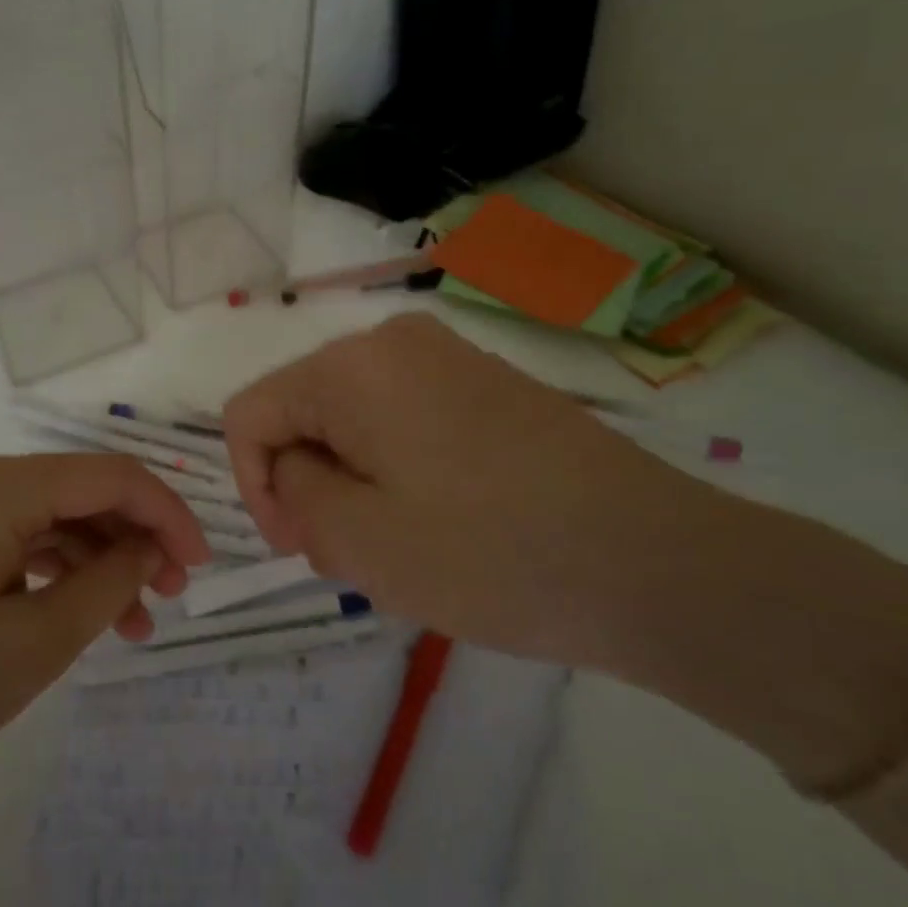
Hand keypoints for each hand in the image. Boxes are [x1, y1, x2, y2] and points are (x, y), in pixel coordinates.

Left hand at [0, 454, 209, 817]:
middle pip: (78, 491)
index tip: (202, 565)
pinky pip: (9, 540)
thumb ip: (108, 582)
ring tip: (132, 623)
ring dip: (95, 560)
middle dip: (133, 538)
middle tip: (170, 596)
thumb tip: (148, 547)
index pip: (110, 476)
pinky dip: (50, 571)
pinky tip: (75, 615)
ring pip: (45, 518)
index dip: (167, 514)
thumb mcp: (35, 643)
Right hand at [223, 313, 730, 668]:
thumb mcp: (360, 540)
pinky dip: (395, 470)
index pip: (252, 412)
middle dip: (308, 484)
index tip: (294, 545)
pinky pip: (404, 421)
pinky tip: (440, 523)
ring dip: (352, 483)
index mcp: (352, 367)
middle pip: (304, 412)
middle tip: (348, 555)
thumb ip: (295, 494)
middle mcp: (395, 343)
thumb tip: (294, 468)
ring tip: (396, 546)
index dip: (253, 484)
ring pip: (354, 421)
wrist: (656, 563)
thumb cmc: (491, 554)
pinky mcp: (489, 387)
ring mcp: (449, 359)